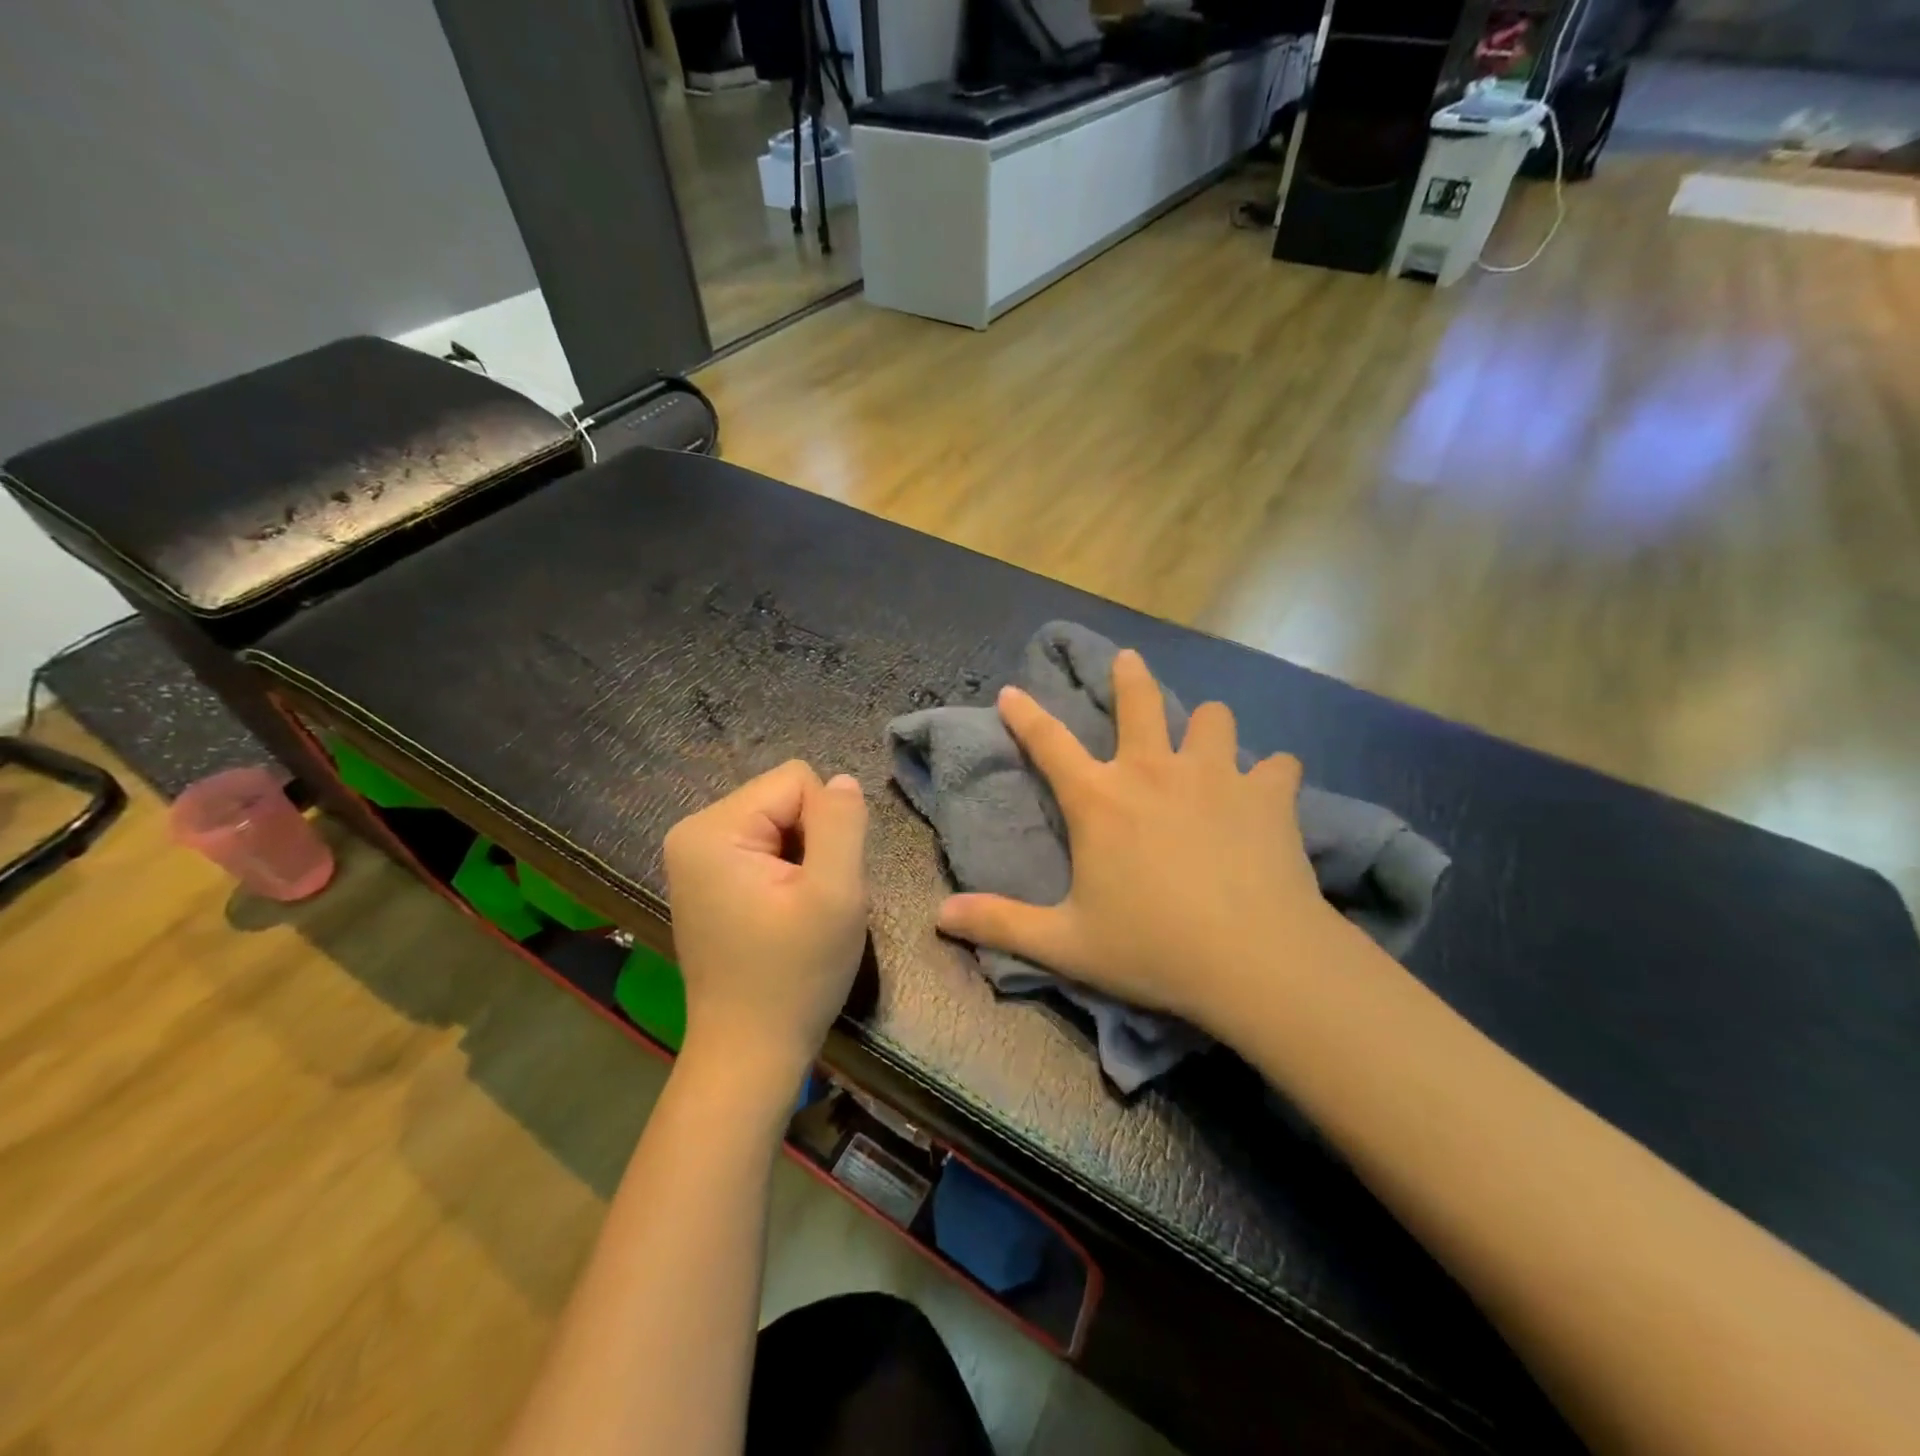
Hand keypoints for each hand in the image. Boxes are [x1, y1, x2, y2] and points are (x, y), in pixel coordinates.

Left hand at [664, 761, 869, 1093]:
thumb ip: (843, 824)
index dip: (828, 826)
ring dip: (803, 859)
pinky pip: (764, 846)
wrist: (750, 1053)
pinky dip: (786, 874)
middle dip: (813, 842)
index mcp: (712, 828)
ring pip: (780, 822)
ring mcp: (695, 857)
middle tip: (811, 902)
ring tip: (797, 911)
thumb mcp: (836, 895)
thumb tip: (843, 781)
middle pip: (785, 798)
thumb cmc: (794, 977)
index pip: (797, 780)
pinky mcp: (707, 879)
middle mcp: (693, 831)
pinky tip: (782, 915)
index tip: (820, 882)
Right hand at [937, 650, 1347, 1035]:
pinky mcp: (1269, 795)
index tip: (1012, 691)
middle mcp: (1154, 771)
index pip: (1048, 742)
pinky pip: (1277, 765)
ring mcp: (1216, 776)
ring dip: (1205, 725)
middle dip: (1129, 676)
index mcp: (1100, 800)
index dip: (1025, 714)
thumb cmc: (1153, 948)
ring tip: (1206, 739)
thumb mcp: (1067, 944)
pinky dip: (1270, 775)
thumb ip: (1001, 924)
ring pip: (1213, 718)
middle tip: (1127, 660)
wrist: (1256, 961)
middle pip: (1139, 701)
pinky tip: (1271, 791)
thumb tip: (940, 916)